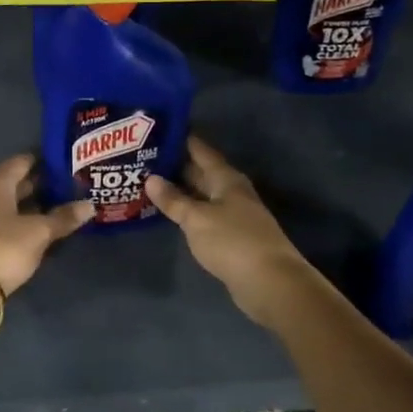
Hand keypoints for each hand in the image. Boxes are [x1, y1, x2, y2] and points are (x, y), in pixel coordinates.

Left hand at [0, 153, 92, 295]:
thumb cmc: (4, 247)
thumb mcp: (40, 232)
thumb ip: (63, 217)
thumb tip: (89, 205)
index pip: (21, 162)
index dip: (41, 161)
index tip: (62, 163)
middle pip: (11, 183)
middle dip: (36, 185)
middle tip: (63, 187)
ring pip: (4, 204)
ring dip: (26, 206)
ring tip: (53, 209)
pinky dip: (15, 223)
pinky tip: (32, 231)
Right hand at [147, 138, 311, 327]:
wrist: (269, 282)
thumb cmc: (232, 241)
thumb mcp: (196, 218)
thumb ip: (173, 200)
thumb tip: (151, 178)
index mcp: (226, 179)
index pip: (201, 150)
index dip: (181, 139)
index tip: (158, 129)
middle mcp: (231, 192)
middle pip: (201, 172)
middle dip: (175, 165)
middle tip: (143, 158)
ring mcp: (233, 215)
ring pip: (201, 195)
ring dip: (179, 190)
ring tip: (148, 183)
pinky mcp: (231, 237)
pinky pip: (204, 216)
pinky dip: (187, 212)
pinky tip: (169, 214)